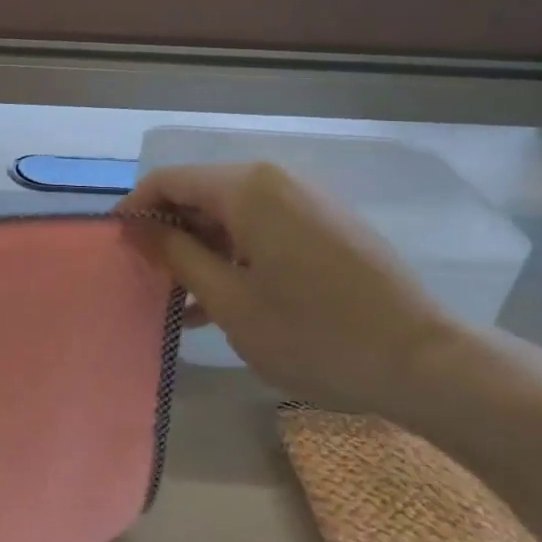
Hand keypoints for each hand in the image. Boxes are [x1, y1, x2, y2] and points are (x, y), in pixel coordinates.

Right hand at [117, 162, 461, 427]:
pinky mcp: (327, 226)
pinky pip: (263, 230)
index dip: (136, 208)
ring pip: (232, 215)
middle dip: (170, 234)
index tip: (116, 246)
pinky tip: (223, 302)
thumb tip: (135, 224)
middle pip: (201, 194)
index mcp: (248, 187)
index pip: (170, 179)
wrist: (425, 362)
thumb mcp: (229, 299)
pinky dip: (236, 257)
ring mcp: (306, 202)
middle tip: (148, 280)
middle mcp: (276, 181)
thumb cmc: (313, 333)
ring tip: (180, 302)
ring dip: (202, 251)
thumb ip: (175, 254)